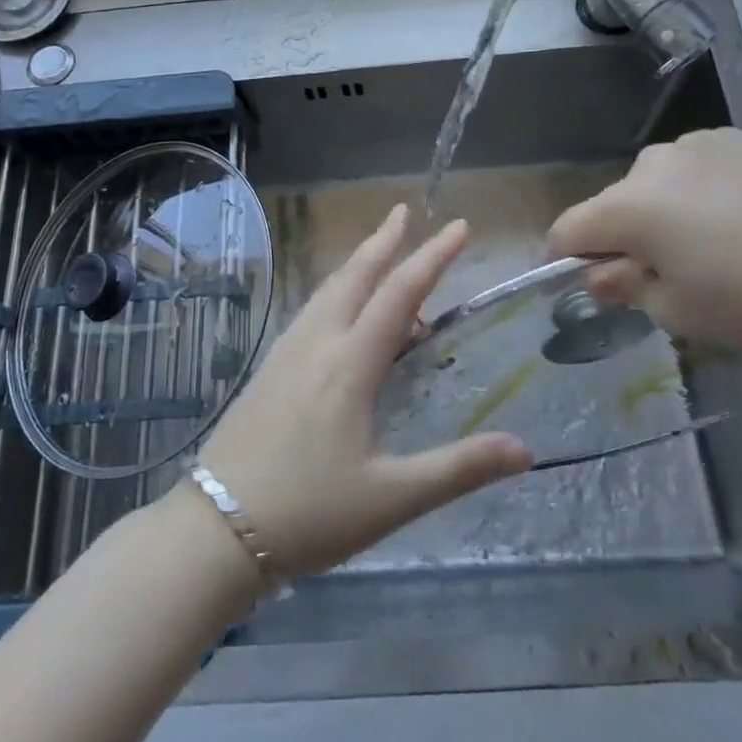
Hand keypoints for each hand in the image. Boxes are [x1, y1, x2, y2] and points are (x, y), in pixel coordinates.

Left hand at [195, 205, 532, 576]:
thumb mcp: (392, 499)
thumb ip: (458, 470)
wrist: (216, 529)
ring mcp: (286, 353)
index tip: (459, 227)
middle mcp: (317, 344)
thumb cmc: (309, 514)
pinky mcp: (268, 369)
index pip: (399, 294)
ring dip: (357, 262)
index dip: (433, 257)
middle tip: (405, 211)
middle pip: (355, 276)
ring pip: (327, 290)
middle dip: (384, 240)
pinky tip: (338, 308)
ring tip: (379, 248)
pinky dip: (336, 291)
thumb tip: (524, 449)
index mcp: (349, 365)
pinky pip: (311, 311)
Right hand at [549, 128, 741, 350]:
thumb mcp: (679, 311)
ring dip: (664, 210)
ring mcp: (699, 143)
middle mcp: (653, 163)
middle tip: (667, 273)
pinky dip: (702, 191)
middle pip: (616, 203)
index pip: (570, 229)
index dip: (566, 258)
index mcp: (630, 206)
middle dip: (625, 236)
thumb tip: (599, 275)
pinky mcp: (739, 138)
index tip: (589, 281)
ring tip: (715, 243)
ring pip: (658, 183)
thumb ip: (625, 288)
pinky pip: (698, 167)